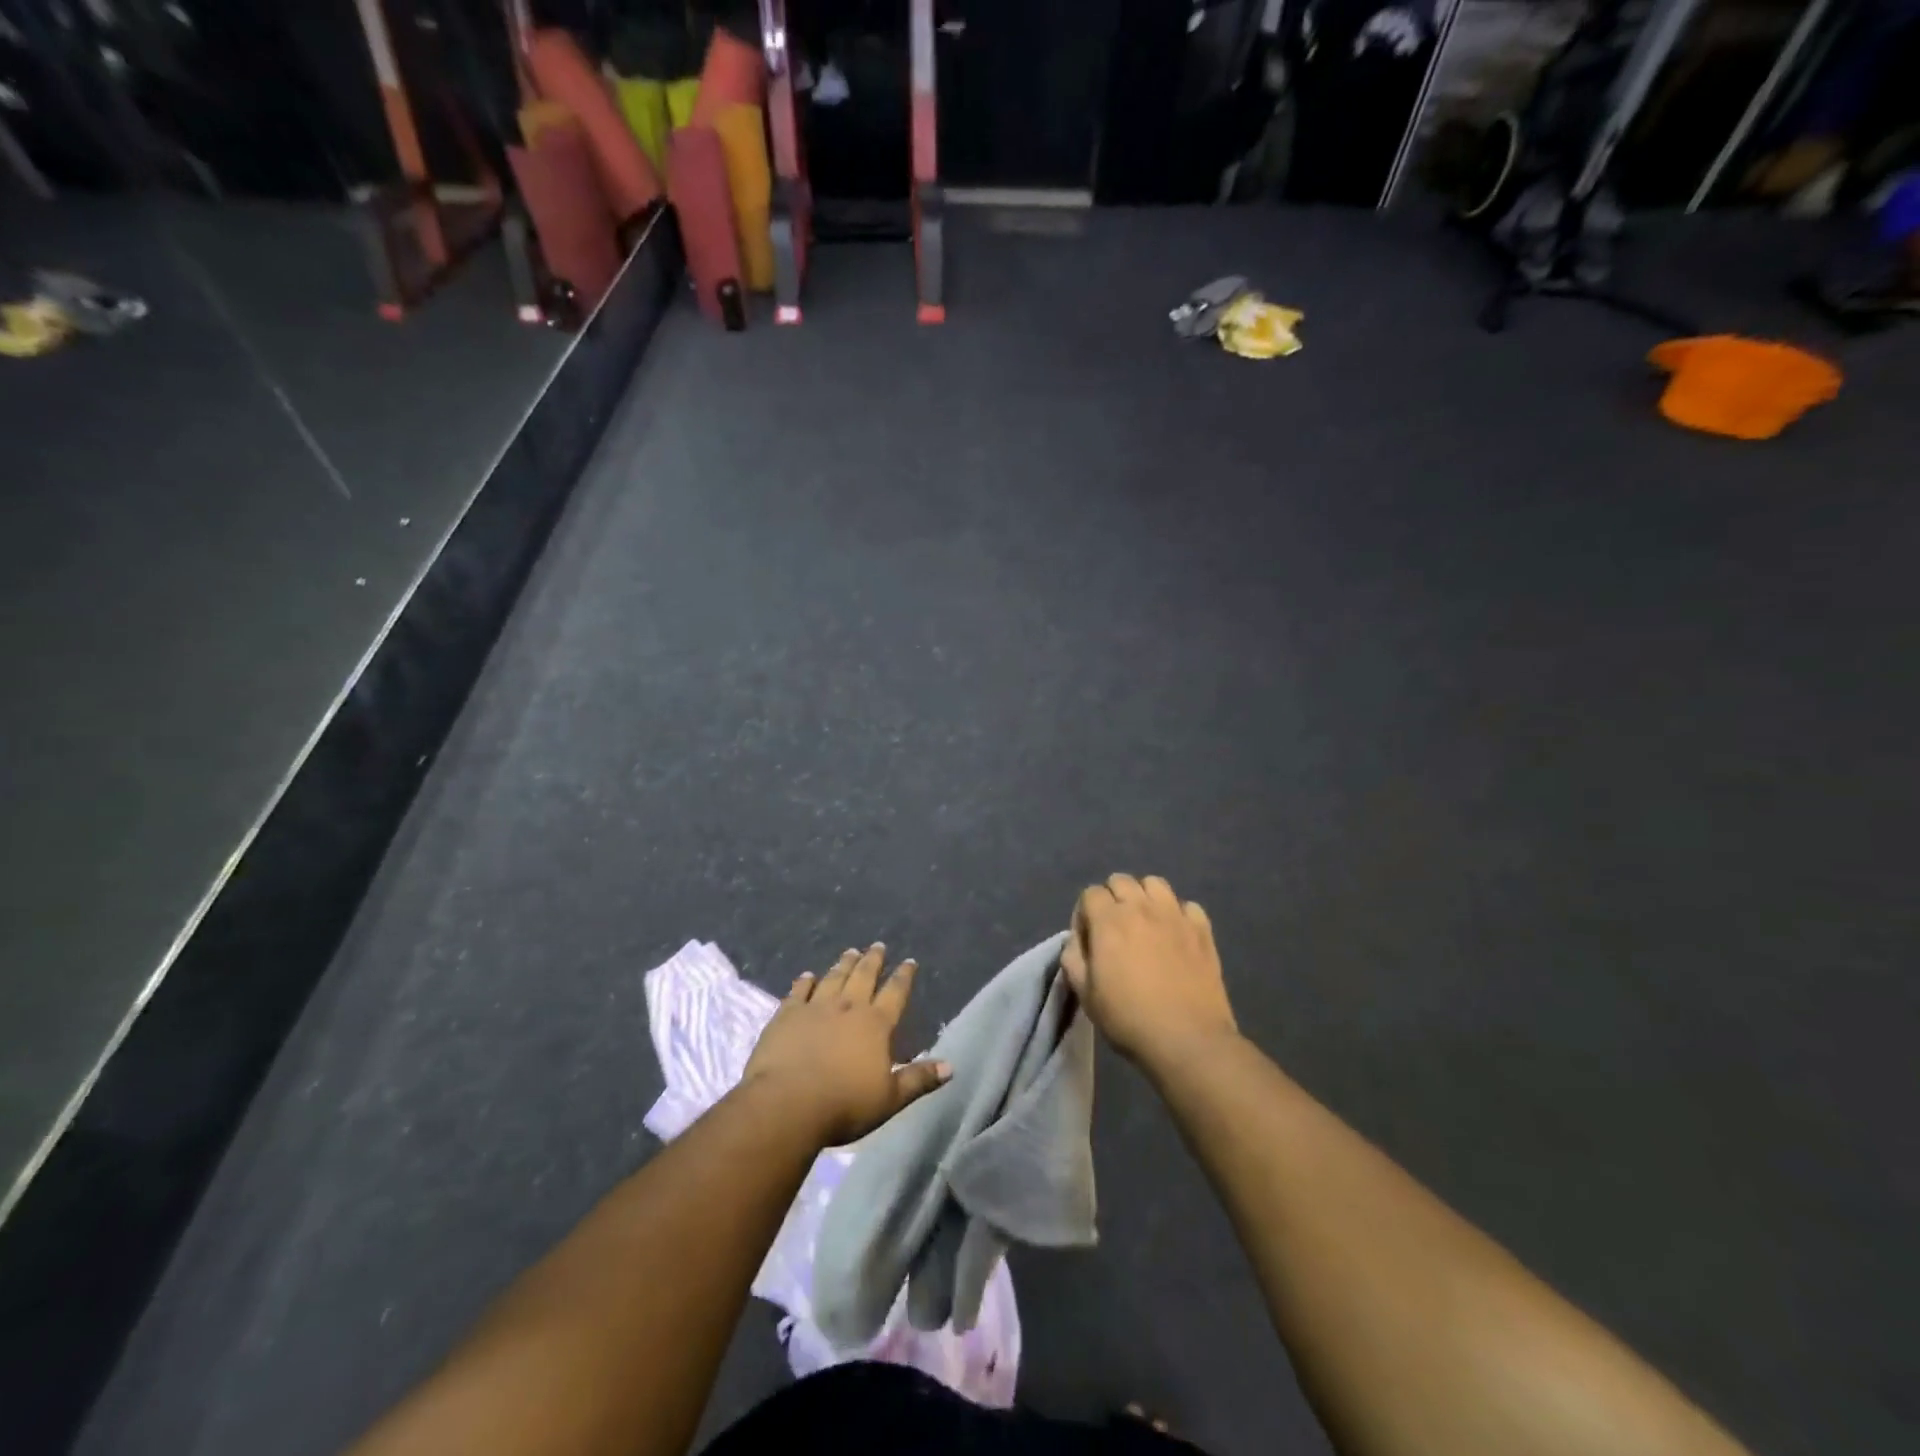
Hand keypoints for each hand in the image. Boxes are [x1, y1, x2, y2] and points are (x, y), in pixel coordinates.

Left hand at [743, 943, 950, 1146]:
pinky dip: (805, 981)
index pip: (895, 993)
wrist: (787, 1103)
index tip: (909, 961)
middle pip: (864, 976)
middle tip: (878, 945)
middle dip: (873, 960)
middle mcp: (848, 1007)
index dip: (904, 976)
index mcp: (876, 1024)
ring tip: (850, 952)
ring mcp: (815, 1007)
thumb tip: (950, 1066)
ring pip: (833, 977)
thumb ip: (918, 1079)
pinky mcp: (787, 1014)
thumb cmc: (844, 1105)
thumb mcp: (890, 1099)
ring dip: (843, 964)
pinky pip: (799, 991)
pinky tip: (807, 975)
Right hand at [1062, 874, 1238, 1067]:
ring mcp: (1175, 915)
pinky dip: (1178, 914)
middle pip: (1121, 880)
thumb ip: (1073, 958)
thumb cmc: (1129, 1019)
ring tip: (1145, 924)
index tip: (1089, 941)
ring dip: (1144, 897)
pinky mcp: (1202, 930)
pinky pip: (1188, 906)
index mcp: (1109, 921)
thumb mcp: (1085, 994)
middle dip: (1112, 899)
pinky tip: (1176, 936)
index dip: (1085, 914)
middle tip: (1114, 930)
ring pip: (1155, 884)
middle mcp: (1141, 908)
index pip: (1090, 893)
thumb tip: (1077, 940)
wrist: (1188, 1040)